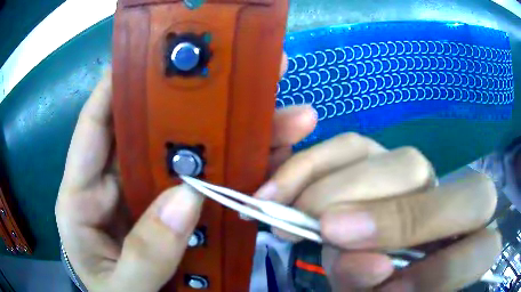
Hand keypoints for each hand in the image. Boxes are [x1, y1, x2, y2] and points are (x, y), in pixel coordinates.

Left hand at [55, 67, 316, 290]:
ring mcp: (148, 199)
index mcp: (82, 199)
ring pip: (190, 157)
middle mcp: (115, 187)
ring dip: (235, 138)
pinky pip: (209, 187)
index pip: (95, 127)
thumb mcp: (121, 289)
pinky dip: (239, 174)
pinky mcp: (176, 215)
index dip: (117, 86)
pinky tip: (275, 158)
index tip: (151, 55)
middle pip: (154, 134)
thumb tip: (186, 200)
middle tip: (245, 79)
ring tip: (284, 117)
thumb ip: (144, 255)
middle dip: (197, 106)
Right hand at [255, 134, 501, 290]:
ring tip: (293, 215)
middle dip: (400, 218)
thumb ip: (374, 288)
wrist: (352, 259)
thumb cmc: (372, 286)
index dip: (447, 270)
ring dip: (344, 191)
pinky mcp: (377, 155)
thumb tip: (367, 265)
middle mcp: (454, 205)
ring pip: (405, 162)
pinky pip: (352, 146)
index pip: (484, 250)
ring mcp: (420, 175)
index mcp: (464, 250)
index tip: (386, 284)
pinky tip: (280, 190)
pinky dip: (312, 166)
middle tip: (328, 231)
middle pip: (464, 194)